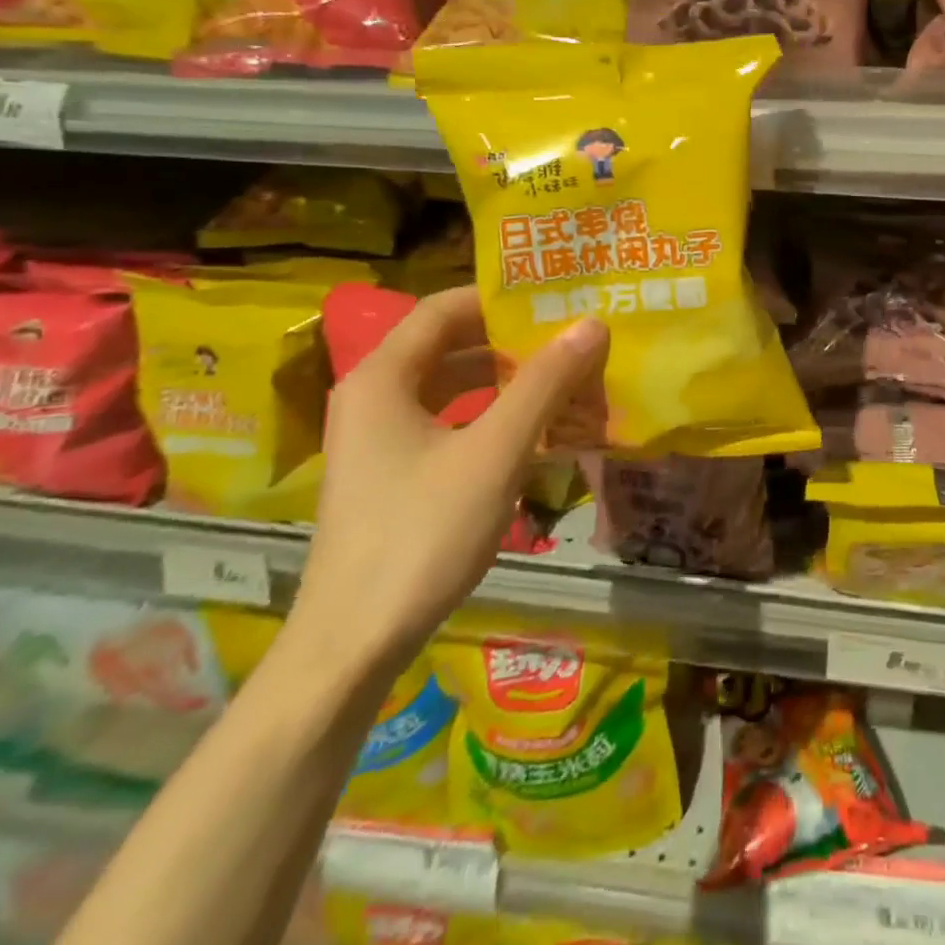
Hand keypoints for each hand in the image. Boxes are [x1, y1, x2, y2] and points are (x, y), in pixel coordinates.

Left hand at [290, 288, 607, 673]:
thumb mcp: (494, 452)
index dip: (499, 298)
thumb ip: (544, 384)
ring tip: (564, 381)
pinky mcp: (390, 477)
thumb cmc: (421, 535)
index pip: (443, 308)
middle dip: (511, 342)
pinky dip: (491, 419)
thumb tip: (591, 325)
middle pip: (448, 346)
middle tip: (571, 340)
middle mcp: (373, 398)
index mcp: (382, 378)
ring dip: (506, 382)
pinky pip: (448, 426)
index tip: (555, 300)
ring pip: (451, 389)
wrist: (352, 646)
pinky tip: (535, 434)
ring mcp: (378, 441)